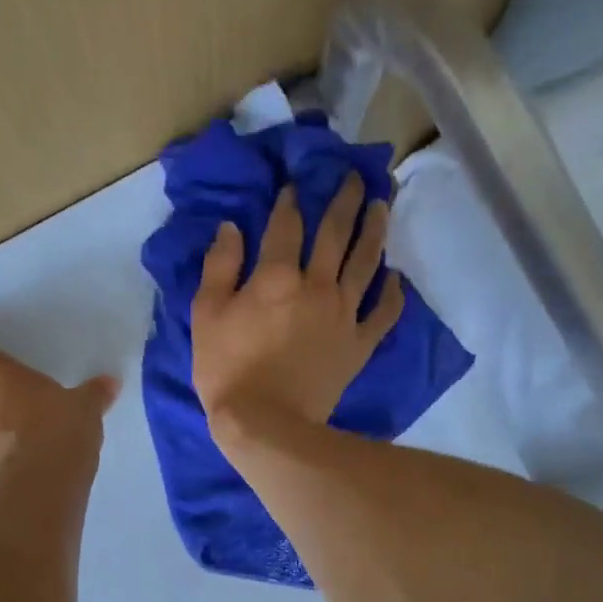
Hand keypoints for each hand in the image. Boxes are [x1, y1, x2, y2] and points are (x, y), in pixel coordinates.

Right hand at [191, 171, 403, 439]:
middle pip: (336, 233)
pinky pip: (382, 314)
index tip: (294, 184)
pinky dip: (391, 294)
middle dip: (346, 200)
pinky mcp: (358, 345)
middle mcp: (317, 286)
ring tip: (382, 206)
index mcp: (277, 276)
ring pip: (365, 263)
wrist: (266, 423)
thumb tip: (231, 228)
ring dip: (374, 231)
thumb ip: (219, 267)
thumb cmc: (228, 370)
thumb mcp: (207, 316)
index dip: (290, 201)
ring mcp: (343, 315)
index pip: (287, 225)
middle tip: (357, 177)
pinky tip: (395, 278)